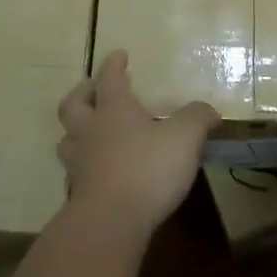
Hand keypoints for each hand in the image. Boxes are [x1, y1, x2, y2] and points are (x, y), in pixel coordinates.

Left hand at [56, 50, 219, 237]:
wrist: (110, 222)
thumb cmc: (147, 169)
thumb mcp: (184, 137)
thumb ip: (197, 118)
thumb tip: (208, 110)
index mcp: (113, 110)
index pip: (109, 78)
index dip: (114, 64)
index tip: (119, 55)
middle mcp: (90, 131)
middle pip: (74, 104)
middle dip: (83, 93)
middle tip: (93, 90)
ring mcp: (79, 163)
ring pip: (67, 139)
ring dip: (76, 131)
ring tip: (90, 132)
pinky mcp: (78, 193)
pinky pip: (75, 173)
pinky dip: (83, 167)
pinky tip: (97, 173)